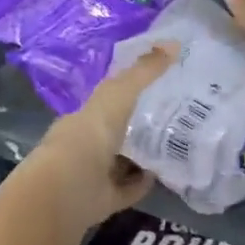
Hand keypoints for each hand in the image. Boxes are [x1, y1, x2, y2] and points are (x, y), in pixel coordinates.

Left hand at [25, 45, 176, 229]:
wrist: (67, 190)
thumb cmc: (89, 136)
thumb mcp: (119, 95)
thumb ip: (144, 72)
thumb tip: (175, 43)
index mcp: (84, 117)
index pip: (109, 99)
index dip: (131, 90)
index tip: (160, 85)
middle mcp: (86, 144)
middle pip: (116, 131)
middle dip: (140, 125)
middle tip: (176, 116)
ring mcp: (93, 174)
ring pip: (122, 162)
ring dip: (143, 156)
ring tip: (176, 145)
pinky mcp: (103, 200)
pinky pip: (127, 189)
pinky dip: (142, 183)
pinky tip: (162, 176)